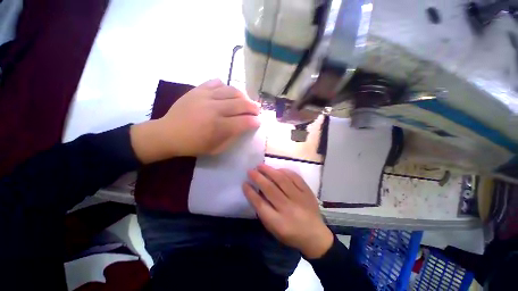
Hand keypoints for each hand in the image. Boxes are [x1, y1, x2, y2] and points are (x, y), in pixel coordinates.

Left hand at [131, 79, 260, 162]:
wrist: (168, 133)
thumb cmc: (193, 145)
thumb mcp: (216, 149)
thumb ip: (232, 138)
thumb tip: (243, 127)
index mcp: (219, 127)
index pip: (244, 121)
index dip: (254, 122)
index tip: (258, 122)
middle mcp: (214, 109)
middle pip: (241, 104)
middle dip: (253, 107)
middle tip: (257, 110)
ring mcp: (205, 97)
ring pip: (231, 90)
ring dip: (243, 96)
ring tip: (246, 100)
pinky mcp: (197, 90)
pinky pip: (216, 82)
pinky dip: (225, 86)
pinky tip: (228, 92)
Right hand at [243, 164, 333, 258]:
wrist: (315, 235)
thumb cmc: (291, 234)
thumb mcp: (274, 229)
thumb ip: (264, 211)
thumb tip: (256, 191)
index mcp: (278, 222)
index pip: (260, 204)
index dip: (250, 192)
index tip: (244, 183)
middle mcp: (288, 208)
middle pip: (270, 189)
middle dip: (258, 178)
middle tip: (251, 171)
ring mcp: (299, 198)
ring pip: (282, 180)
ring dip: (270, 171)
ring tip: (261, 166)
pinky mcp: (307, 191)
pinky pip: (295, 177)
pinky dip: (285, 171)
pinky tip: (277, 169)